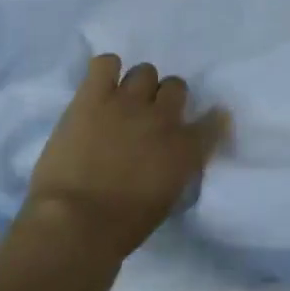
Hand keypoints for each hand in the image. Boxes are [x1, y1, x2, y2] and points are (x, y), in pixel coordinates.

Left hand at [23, 54, 228, 263]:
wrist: (75, 224)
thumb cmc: (121, 227)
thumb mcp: (166, 199)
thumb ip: (175, 169)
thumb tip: (169, 156)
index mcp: (187, 149)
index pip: (214, 120)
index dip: (209, 119)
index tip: (202, 124)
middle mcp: (163, 118)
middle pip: (176, 86)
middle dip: (165, 99)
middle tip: (148, 117)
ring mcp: (128, 102)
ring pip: (145, 71)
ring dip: (137, 87)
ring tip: (121, 103)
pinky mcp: (93, 97)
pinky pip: (106, 63)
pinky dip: (105, 71)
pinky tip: (99, 88)